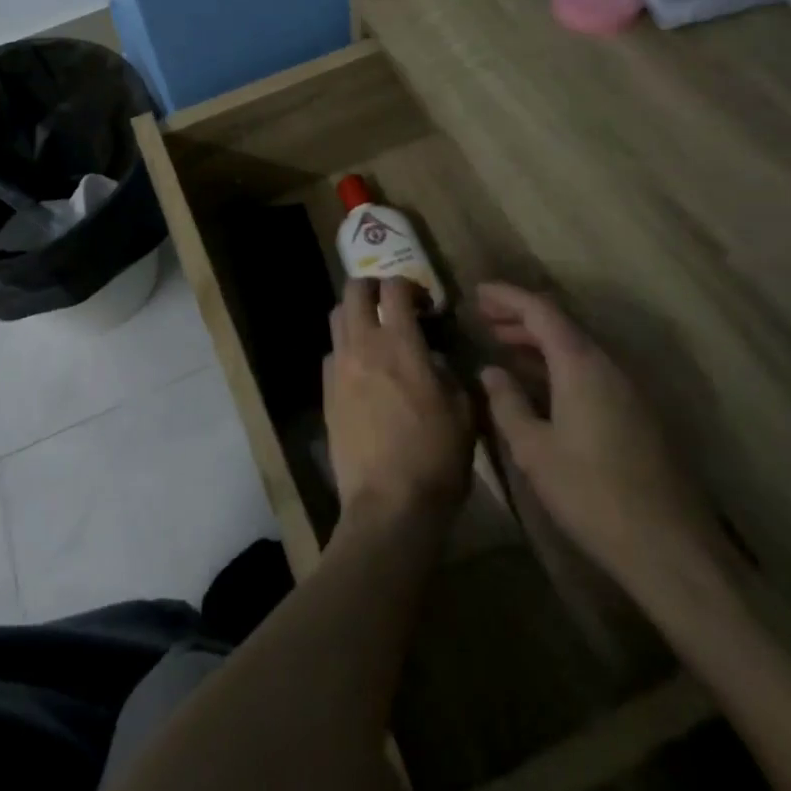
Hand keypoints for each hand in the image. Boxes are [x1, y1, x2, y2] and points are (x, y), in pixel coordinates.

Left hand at [324, 278, 473, 526]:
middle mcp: (364, 345)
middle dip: (373, 287)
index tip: (424, 303)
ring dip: (356, 314)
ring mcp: (339, 368)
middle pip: (354, 291)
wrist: (389, 505)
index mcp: (401, 344)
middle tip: (392, 304)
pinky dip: (346, 349)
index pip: (395, 288)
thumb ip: (450, 375)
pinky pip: (332, 353)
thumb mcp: (464, 413)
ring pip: (337, 317)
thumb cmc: (435, 458)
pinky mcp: (326, 393)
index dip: (410, 285)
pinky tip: (362, 371)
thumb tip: (435, 361)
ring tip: (375, 333)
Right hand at [475, 283, 718, 578]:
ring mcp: (629, 389)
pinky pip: (591, 370)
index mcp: (581, 363)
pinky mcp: (639, 414)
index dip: (506, 297)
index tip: (476, 292)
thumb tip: (491, 372)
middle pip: (560, 324)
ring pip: (577, 348)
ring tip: (504, 347)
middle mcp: (608, 364)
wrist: (672, 550)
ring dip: (539, 342)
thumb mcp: (534, 450)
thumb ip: (507, 404)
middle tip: (484, 319)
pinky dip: (559, 364)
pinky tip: (540, 384)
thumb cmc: (592, 494)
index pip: (540, 310)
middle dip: (520, 317)